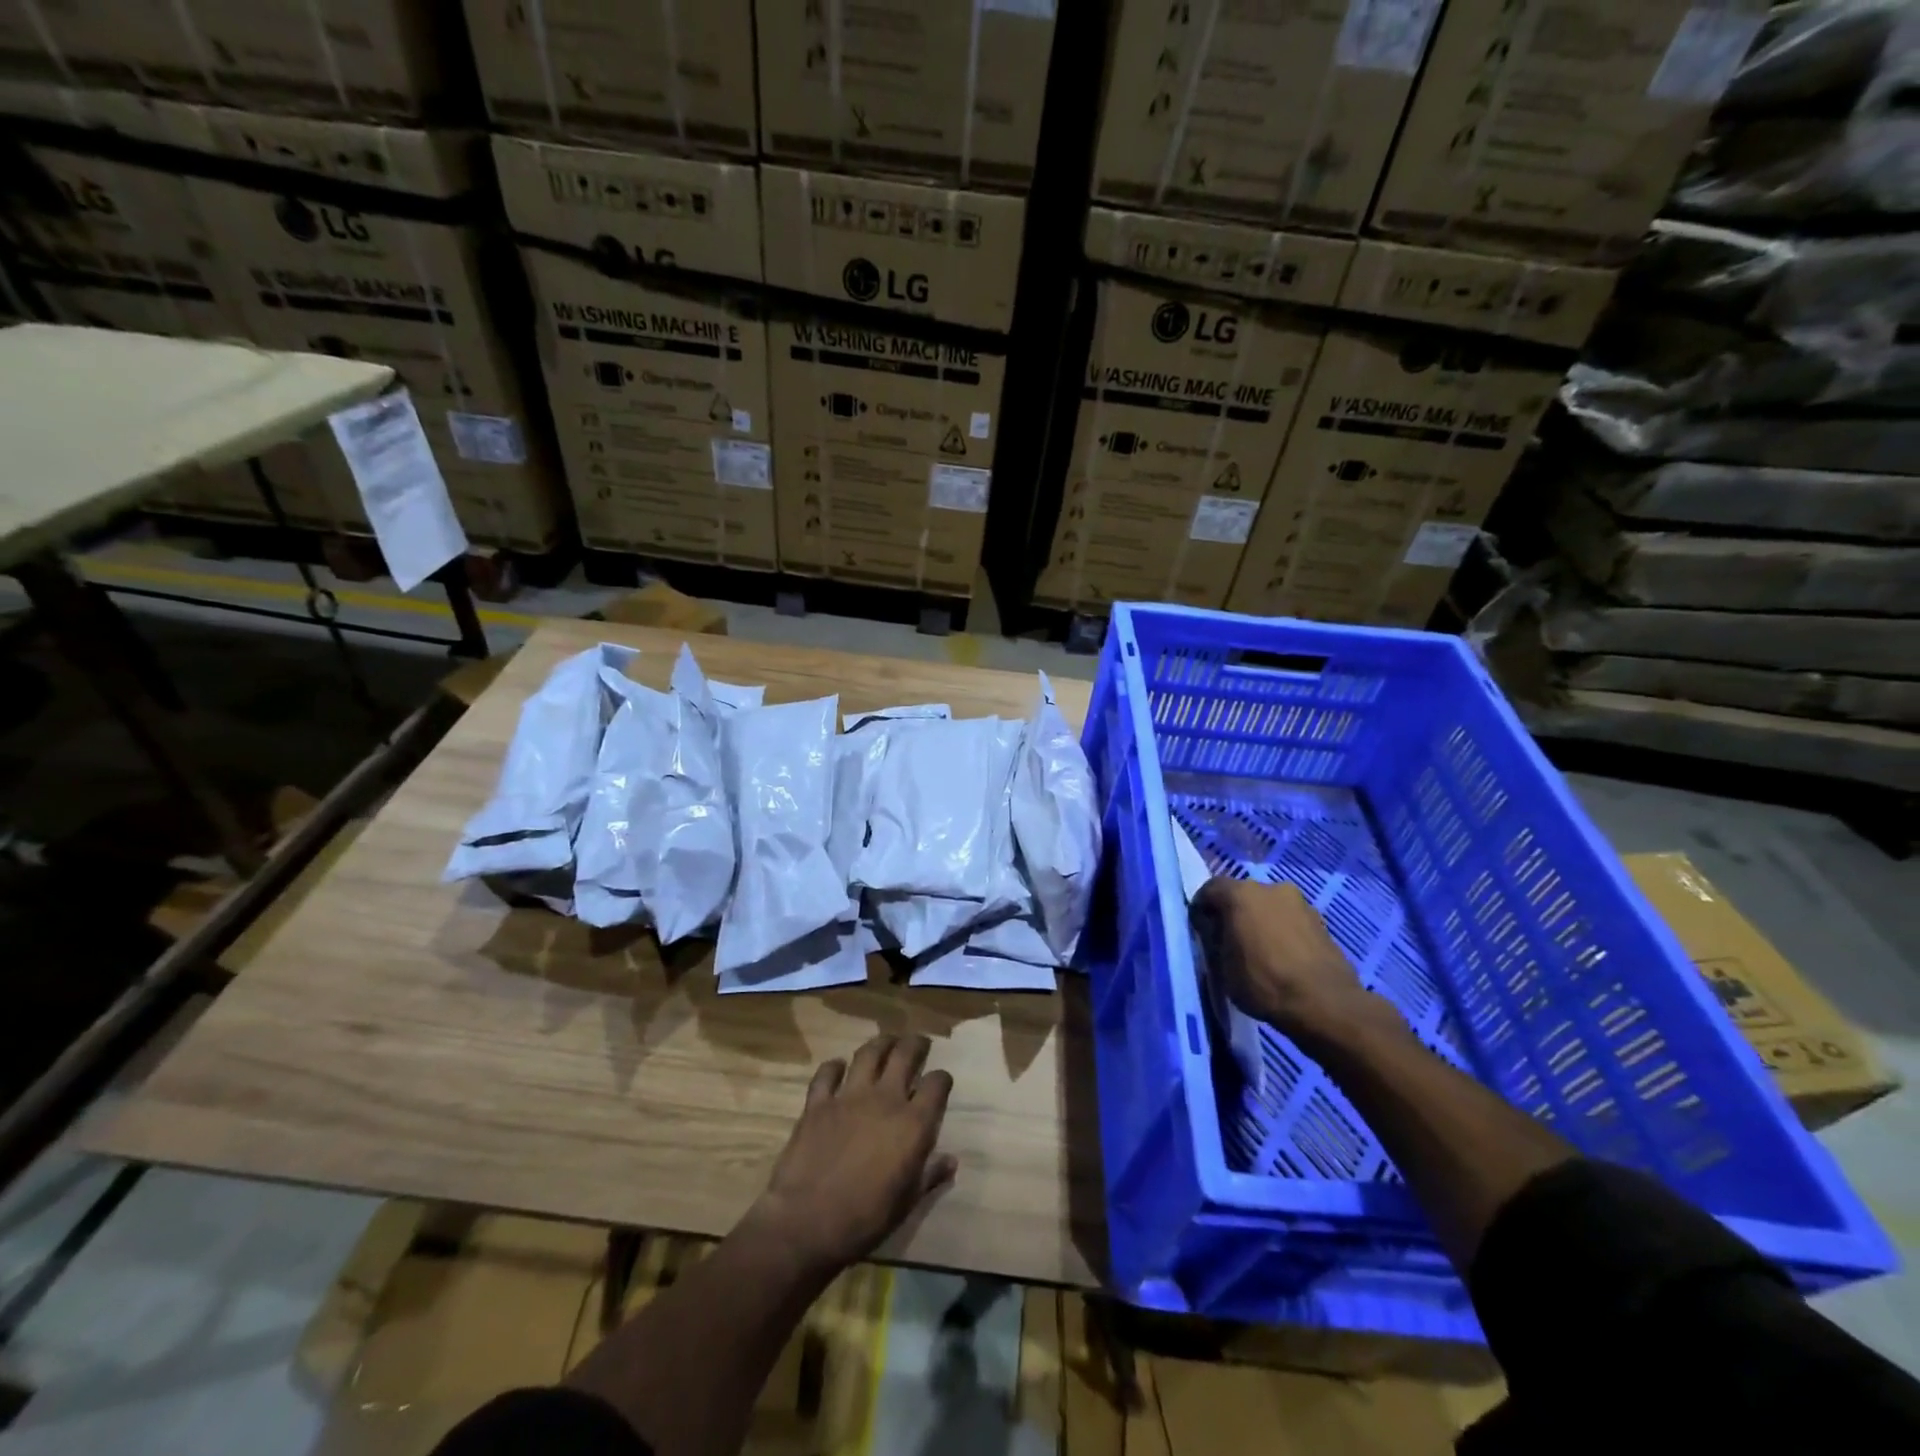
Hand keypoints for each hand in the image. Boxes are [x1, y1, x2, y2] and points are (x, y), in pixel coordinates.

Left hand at [750, 1033, 955, 1273]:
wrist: (807, 1222)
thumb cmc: (865, 1218)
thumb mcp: (906, 1203)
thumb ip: (930, 1175)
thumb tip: (951, 1160)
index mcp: (913, 1123)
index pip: (937, 1084)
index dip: (942, 1079)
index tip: (941, 1081)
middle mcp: (885, 1098)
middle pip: (905, 1055)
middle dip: (916, 1044)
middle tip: (919, 1042)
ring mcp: (849, 1096)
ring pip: (869, 1053)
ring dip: (881, 1043)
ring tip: (887, 1042)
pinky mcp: (818, 1102)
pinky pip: (827, 1073)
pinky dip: (834, 1066)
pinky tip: (838, 1066)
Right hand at [1192, 878, 1388, 1051]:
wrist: (1325, 1004)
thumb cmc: (1263, 982)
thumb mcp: (1221, 965)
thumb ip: (1213, 939)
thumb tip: (1212, 929)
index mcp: (1240, 893)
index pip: (1209, 890)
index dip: (1201, 909)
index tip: (1200, 931)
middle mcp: (1270, 888)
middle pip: (1242, 896)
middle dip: (1233, 914)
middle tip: (1229, 940)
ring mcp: (1299, 902)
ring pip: (1269, 907)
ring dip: (1260, 922)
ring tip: (1259, 952)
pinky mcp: (1321, 921)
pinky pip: (1290, 921)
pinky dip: (1282, 932)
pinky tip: (1282, 958)